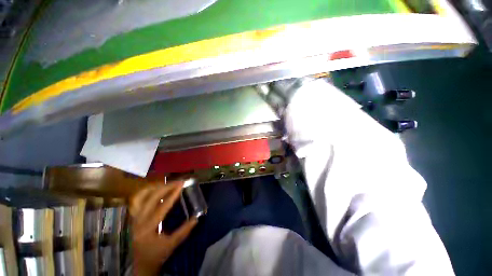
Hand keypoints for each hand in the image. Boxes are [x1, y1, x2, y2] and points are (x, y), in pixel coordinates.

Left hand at [130, 182, 196, 275]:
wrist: (141, 264)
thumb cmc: (156, 255)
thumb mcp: (172, 245)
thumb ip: (184, 231)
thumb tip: (196, 218)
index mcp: (148, 229)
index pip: (161, 207)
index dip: (172, 195)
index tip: (182, 185)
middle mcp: (138, 221)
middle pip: (151, 198)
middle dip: (166, 187)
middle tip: (177, 181)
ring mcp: (134, 218)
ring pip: (141, 197)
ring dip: (155, 188)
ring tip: (167, 183)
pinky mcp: (134, 217)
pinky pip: (137, 200)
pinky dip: (146, 192)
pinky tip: (155, 189)